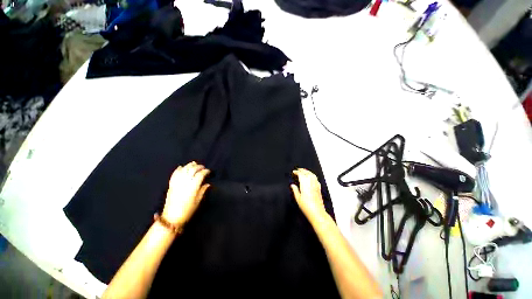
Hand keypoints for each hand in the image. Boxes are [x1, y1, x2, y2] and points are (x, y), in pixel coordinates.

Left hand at [162, 161, 210, 224]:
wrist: (171, 218)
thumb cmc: (187, 211)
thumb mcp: (198, 201)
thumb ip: (202, 190)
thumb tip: (207, 184)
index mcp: (193, 187)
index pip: (200, 175)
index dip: (205, 171)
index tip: (209, 171)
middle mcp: (185, 183)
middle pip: (192, 170)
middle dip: (198, 167)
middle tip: (203, 167)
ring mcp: (177, 183)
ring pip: (183, 170)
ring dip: (189, 166)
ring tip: (194, 163)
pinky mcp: (171, 185)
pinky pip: (174, 175)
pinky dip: (178, 170)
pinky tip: (181, 167)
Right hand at [290, 168, 326, 219]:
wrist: (317, 213)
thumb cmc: (307, 207)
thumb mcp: (298, 198)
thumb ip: (295, 190)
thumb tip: (292, 185)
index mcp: (305, 184)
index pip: (301, 174)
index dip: (297, 172)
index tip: (294, 172)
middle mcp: (311, 183)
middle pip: (307, 173)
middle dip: (302, 170)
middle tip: (298, 169)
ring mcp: (316, 185)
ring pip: (312, 175)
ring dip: (308, 171)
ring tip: (304, 171)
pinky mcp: (319, 188)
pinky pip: (316, 179)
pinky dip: (313, 176)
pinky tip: (311, 177)